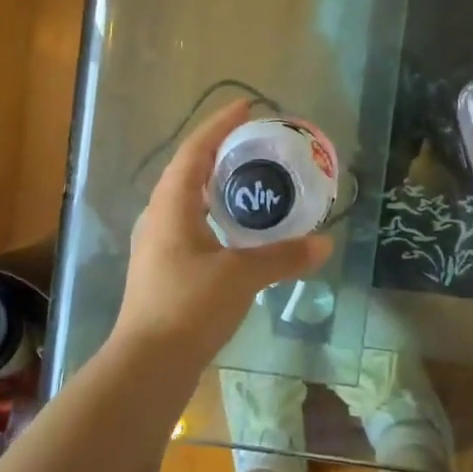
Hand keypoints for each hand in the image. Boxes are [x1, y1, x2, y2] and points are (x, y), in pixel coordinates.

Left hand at [114, 100, 331, 363]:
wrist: (147, 364)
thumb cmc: (189, 306)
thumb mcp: (241, 275)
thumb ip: (283, 256)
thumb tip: (324, 243)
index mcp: (171, 206)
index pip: (194, 151)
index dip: (219, 125)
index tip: (245, 106)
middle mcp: (159, 217)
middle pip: (188, 171)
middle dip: (219, 152)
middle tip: (254, 143)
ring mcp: (158, 245)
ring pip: (187, 200)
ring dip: (215, 185)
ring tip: (249, 180)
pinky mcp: (164, 269)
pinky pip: (191, 225)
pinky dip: (215, 215)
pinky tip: (236, 230)